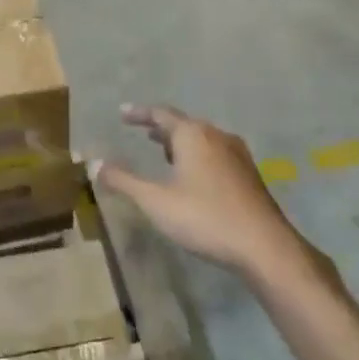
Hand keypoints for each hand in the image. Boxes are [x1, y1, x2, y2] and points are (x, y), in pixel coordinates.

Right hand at [95, 104, 305, 278]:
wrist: (264, 246)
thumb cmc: (204, 217)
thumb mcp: (155, 201)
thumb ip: (124, 181)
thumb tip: (94, 162)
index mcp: (193, 135)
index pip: (161, 114)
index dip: (140, 114)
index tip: (122, 114)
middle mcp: (217, 136)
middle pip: (185, 125)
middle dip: (162, 129)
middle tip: (143, 134)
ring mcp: (237, 154)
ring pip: (203, 140)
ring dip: (181, 143)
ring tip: (165, 154)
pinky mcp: (248, 175)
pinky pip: (216, 154)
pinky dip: (197, 156)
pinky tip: (193, 177)